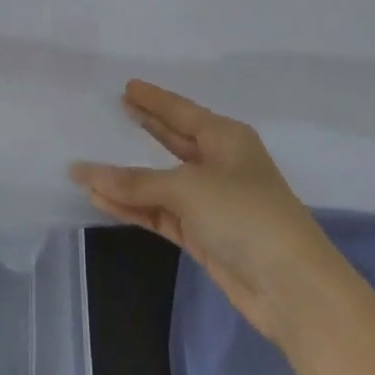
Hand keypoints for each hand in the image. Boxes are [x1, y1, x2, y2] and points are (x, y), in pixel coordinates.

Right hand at [70, 80, 338, 341]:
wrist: (291, 288)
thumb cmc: (246, 215)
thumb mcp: (188, 188)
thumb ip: (134, 182)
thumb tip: (82, 173)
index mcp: (226, 139)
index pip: (182, 111)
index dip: (154, 99)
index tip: (127, 85)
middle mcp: (219, 165)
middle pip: (173, 141)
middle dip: (145, 128)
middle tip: (114, 110)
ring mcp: (210, 202)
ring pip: (160, 182)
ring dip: (127, 178)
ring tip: (90, 163)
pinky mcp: (202, 235)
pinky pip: (159, 212)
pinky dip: (132, 207)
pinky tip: (101, 199)